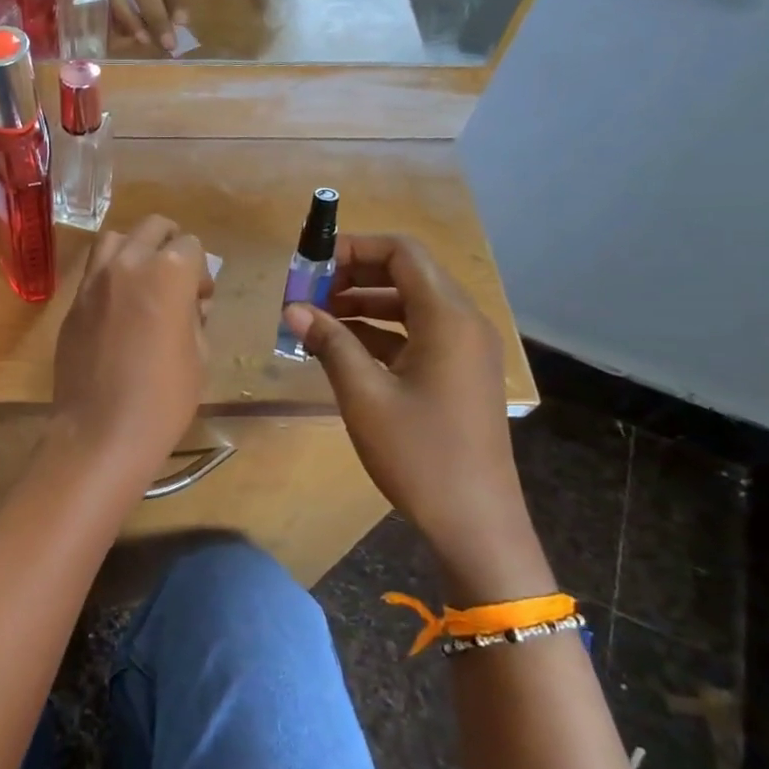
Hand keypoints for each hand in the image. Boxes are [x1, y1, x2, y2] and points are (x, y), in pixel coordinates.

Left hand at [52, 215, 213, 477]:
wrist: (102, 432)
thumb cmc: (163, 399)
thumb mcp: (199, 355)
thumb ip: (195, 315)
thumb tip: (190, 302)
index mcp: (167, 273)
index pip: (191, 245)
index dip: (201, 271)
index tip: (201, 299)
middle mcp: (127, 264)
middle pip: (152, 228)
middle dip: (171, 245)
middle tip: (177, 280)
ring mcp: (93, 282)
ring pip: (115, 239)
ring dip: (135, 249)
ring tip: (144, 280)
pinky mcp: (73, 304)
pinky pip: (94, 272)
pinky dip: (111, 275)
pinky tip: (119, 308)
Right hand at [284, 235, 549, 601]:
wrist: (474, 519)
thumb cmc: (418, 453)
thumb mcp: (364, 395)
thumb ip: (329, 343)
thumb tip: (293, 308)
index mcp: (447, 317)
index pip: (402, 253)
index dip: (355, 248)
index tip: (311, 265)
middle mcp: (463, 322)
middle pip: (408, 274)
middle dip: (355, 276)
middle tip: (308, 293)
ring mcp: (465, 349)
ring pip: (411, 305)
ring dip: (365, 304)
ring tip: (317, 319)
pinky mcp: (459, 373)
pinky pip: (418, 334)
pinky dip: (381, 332)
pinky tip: (342, 348)